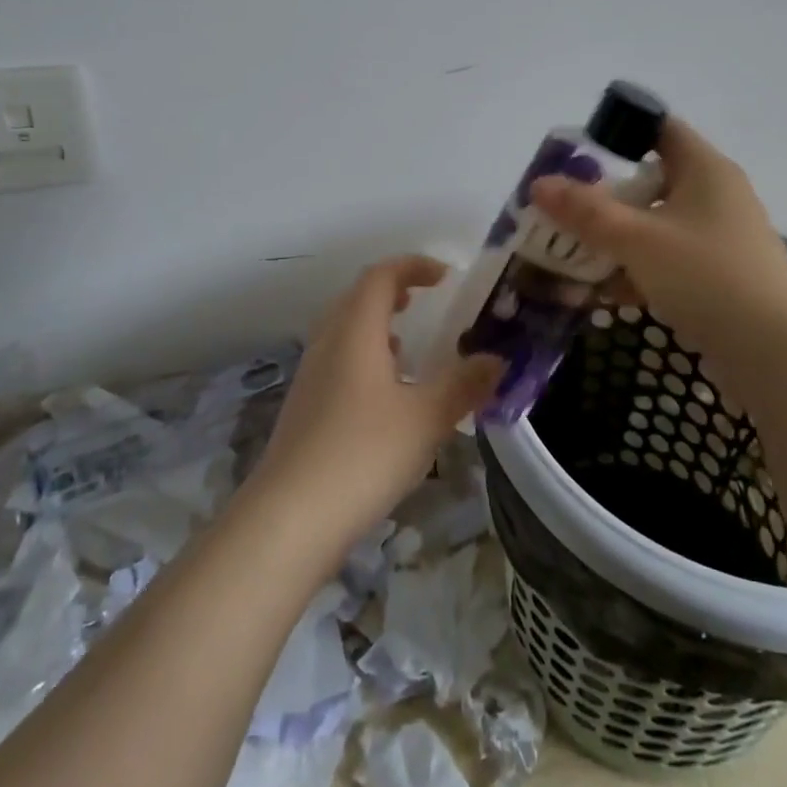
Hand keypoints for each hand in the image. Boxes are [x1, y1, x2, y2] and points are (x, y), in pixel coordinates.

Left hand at [250, 255, 501, 552]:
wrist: (289, 519)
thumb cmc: (363, 455)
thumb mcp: (426, 419)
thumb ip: (464, 385)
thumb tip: (497, 360)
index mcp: (355, 331)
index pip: (380, 277)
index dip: (413, 266)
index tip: (445, 276)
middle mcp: (328, 343)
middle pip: (357, 298)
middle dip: (393, 290)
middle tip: (424, 300)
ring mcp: (311, 376)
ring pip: (344, 330)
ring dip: (376, 325)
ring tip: (408, 343)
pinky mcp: (304, 409)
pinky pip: (338, 361)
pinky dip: (364, 357)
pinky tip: (385, 394)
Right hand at [530, 116, 786, 383]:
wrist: (781, 358)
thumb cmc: (709, 277)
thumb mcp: (639, 240)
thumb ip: (586, 212)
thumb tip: (538, 184)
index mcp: (705, 169)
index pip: (659, 128)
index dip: (618, 132)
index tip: (576, 153)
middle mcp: (714, 196)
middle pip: (650, 180)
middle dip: (603, 195)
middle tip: (560, 208)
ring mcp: (717, 239)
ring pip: (654, 225)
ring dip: (614, 238)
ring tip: (569, 253)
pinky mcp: (717, 277)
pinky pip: (665, 261)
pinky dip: (635, 270)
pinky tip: (602, 292)